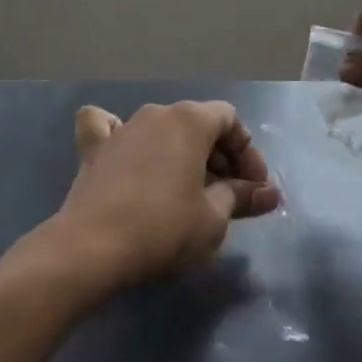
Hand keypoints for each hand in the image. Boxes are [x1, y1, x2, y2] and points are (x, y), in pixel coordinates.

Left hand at [48, 101, 279, 290]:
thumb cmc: (163, 228)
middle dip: (219, 157)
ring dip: (181, 153)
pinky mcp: (93, 149)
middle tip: (230, 196)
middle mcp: (156, 113)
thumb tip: (270, 193)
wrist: (91, 248)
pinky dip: (121, 136)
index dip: (248, 153)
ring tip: (189, 189)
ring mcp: (121, 128)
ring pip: (161, 129)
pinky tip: (125, 150)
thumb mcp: (213, 218)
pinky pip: (107, 127)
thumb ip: (242, 197)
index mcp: (190, 120)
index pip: (230, 120)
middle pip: (197, 123)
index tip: (254, 188)